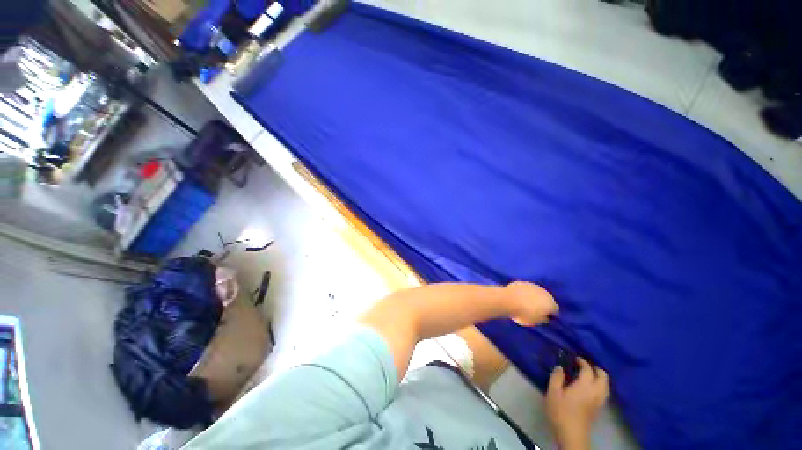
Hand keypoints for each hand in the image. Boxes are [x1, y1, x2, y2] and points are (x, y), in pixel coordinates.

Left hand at [505, 281, 557, 325]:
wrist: (507, 300)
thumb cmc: (523, 313)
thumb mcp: (536, 322)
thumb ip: (544, 319)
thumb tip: (545, 317)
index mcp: (551, 303)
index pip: (554, 310)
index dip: (550, 315)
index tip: (543, 318)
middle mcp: (544, 292)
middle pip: (546, 299)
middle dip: (542, 304)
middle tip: (535, 310)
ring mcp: (533, 285)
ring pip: (536, 293)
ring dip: (534, 297)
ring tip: (526, 303)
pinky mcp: (522, 282)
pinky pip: (526, 289)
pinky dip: (524, 292)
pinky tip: (519, 297)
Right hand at [545, 358, 608, 449]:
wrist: (572, 434)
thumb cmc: (561, 411)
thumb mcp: (553, 392)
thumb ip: (557, 377)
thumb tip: (560, 367)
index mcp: (585, 385)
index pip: (588, 369)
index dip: (582, 362)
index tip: (575, 358)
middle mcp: (596, 391)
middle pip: (603, 376)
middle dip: (596, 368)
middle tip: (584, 365)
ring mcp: (599, 401)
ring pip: (605, 385)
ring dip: (599, 377)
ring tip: (588, 374)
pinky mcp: (599, 408)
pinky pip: (603, 392)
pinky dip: (599, 385)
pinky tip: (590, 386)